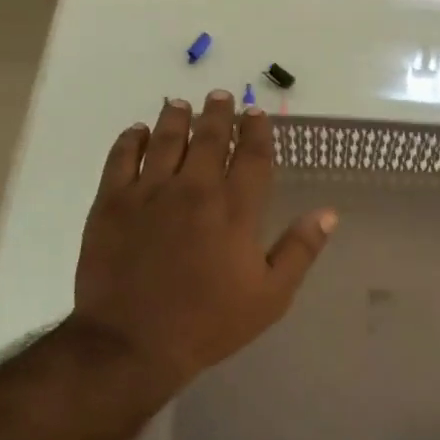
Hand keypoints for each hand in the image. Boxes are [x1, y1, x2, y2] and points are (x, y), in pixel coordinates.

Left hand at [66, 90, 335, 400]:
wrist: (133, 342)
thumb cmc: (209, 323)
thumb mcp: (270, 296)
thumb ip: (300, 250)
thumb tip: (328, 213)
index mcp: (236, 210)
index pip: (252, 157)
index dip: (256, 131)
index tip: (256, 114)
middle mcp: (195, 190)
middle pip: (209, 139)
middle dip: (218, 114)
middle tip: (220, 97)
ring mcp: (149, 193)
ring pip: (165, 140)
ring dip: (176, 118)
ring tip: (181, 105)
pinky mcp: (111, 203)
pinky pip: (121, 158)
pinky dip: (130, 140)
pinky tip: (137, 131)